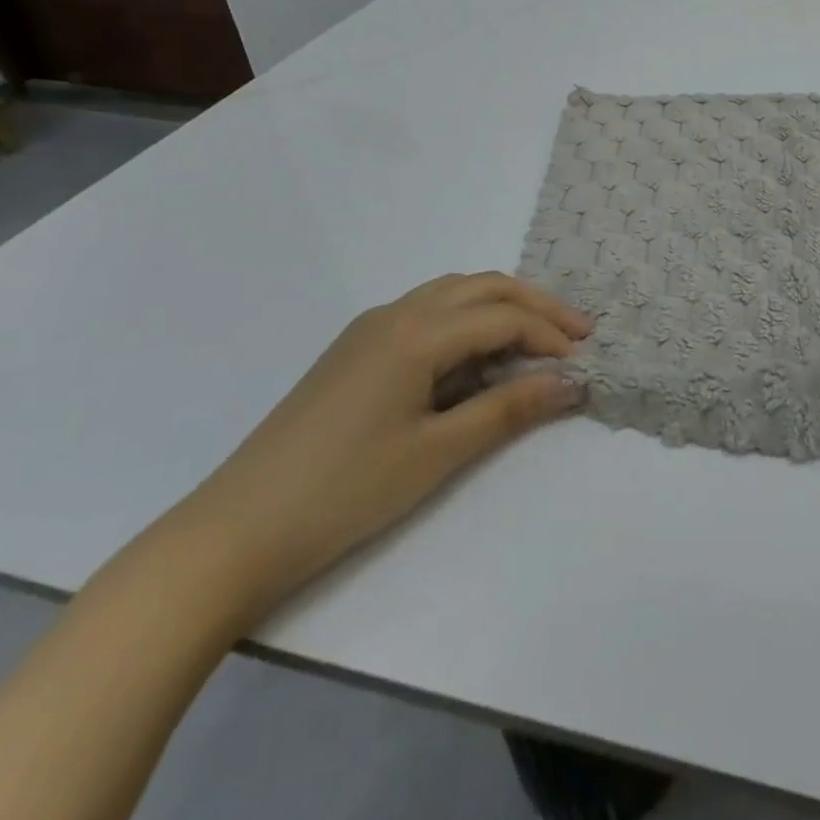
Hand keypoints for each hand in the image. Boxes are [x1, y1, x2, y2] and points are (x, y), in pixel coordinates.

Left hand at [171, 273, 588, 621]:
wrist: (235, 531)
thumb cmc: (345, 491)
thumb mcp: (438, 453)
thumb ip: (509, 409)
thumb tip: (571, 383)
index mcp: (415, 333)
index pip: (502, 317)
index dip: (549, 334)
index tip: (583, 362)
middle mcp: (394, 314)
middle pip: (481, 288)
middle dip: (535, 305)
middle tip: (576, 332)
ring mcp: (369, 329)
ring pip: (452, 294)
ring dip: (500, 307)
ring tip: (535, 339)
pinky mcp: (354, 351)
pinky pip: (426, 314)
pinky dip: (466, 322)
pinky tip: (476, 357)